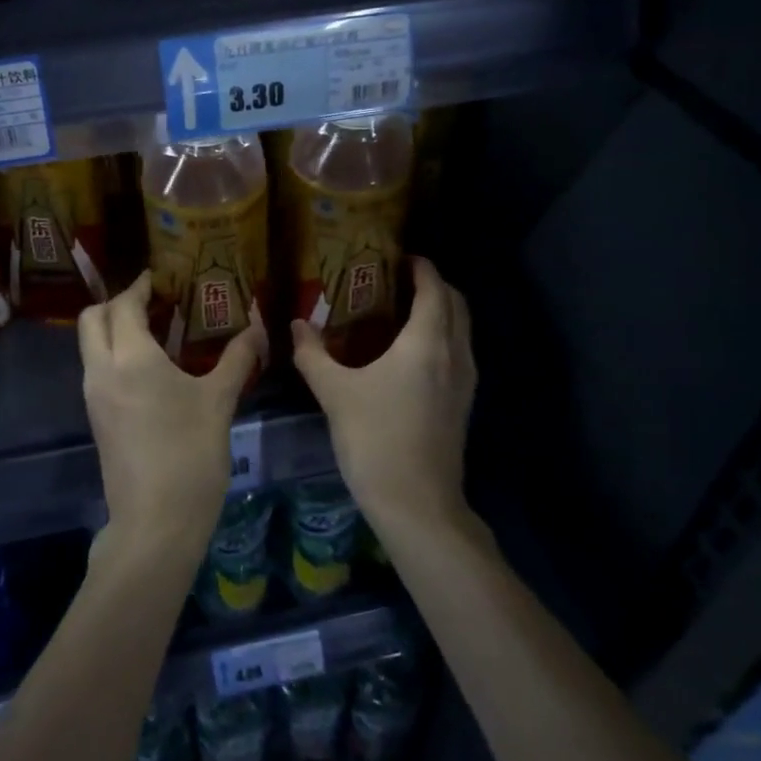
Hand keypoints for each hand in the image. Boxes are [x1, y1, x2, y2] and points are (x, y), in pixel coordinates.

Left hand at [80, 272, 265, 557]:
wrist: (156, 523)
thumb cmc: (190, 455)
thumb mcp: (219, 402)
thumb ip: (237, 358)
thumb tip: (257, 327)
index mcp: (131, 358)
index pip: (124, 305)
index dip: (140, 287)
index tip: (160, 277)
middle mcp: (102, 370)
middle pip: (93, 319)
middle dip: (118, 303)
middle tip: (154, 302)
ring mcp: (94, 396)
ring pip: (90, 345)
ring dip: (114, 329)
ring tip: (157, 331)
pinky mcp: (96, 419)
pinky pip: (97, 369)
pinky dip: (114, 354)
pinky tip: (150, 367)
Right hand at [291, 255, 475, 533]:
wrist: (417, 503)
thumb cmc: (375, 439)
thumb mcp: (335, 393)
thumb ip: (313, 354)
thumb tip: (296, 325)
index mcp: (427, 342)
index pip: (434, 288)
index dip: (421, 268)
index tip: (400, 257)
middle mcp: (454, 354)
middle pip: (456, 304)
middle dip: (434, 286)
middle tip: (399, 281)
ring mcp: (465, 381)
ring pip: (462, 330)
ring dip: (441, 312)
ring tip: (403, 312)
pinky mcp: (463, 404)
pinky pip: (458, 353)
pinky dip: (442, 338)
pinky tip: (410, 355)